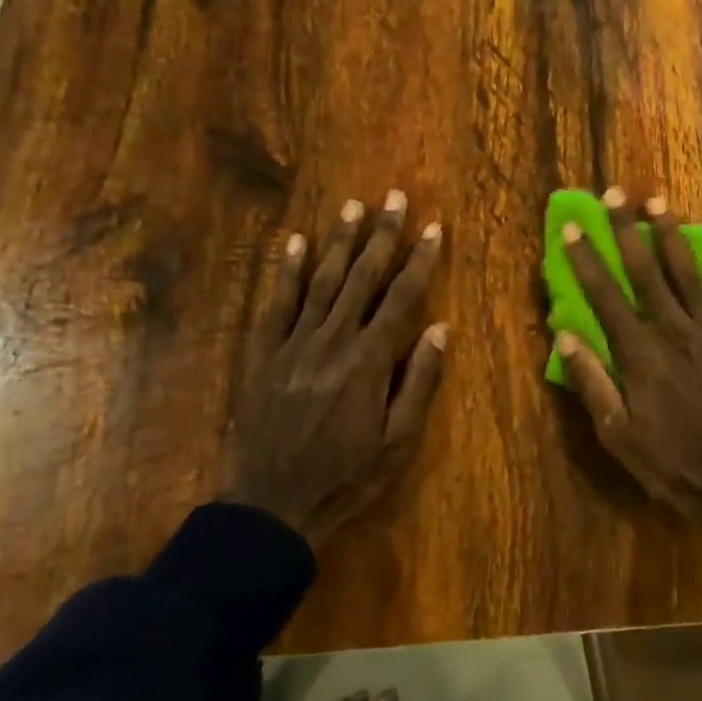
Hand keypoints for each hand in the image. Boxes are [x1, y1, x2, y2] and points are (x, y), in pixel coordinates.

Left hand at [225, 191, 446, 545]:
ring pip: (320, 281)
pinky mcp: (262, 353)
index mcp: (368, 361)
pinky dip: (284, 270)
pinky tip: (294, 242)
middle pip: (361, 278)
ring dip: (339, 241)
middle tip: (394, 197)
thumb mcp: (398, 441)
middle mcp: (331, 340)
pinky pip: (275, 303)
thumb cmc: (346, 475)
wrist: (272, 503)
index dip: (419, 261)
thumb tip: (439, 328)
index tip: (433, 228)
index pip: (401, 298)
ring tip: (353, 207)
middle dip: (381, 235)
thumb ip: (419, 381)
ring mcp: (292, 344)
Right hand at [556, 188, 701, 552]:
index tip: (572, 226)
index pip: (605, 296)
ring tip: (658, 201)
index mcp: (639, 355)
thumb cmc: (670, 463)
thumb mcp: (618, 435)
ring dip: (671, 235)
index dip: (586, 260)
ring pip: (687, 274)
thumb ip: (593, 383)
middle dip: (626, 231)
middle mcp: (674, 333)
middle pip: (645, 272)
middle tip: (614, 194)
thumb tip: (565, 337)